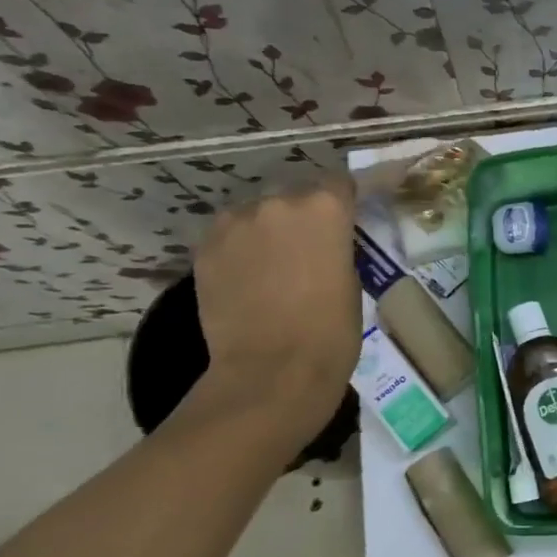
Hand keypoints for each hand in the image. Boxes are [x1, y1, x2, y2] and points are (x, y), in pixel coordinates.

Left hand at [192, 176, 360, 417]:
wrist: (271, 372)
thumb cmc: (331, 332)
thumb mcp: (351, 280)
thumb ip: (336, 247)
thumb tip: (324, 243)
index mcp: (325, 208)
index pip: (339, 184)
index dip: (343, 202)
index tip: (345, 221)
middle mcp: (279, 202)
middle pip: (294, 195)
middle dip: (302, 216)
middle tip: (307, 249)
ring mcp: (236, 223)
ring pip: (257, 214)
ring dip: (267, 230)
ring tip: (271, 265)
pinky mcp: (205, 248)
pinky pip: (229, 236)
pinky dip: (240, 249)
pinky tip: (246, 278)